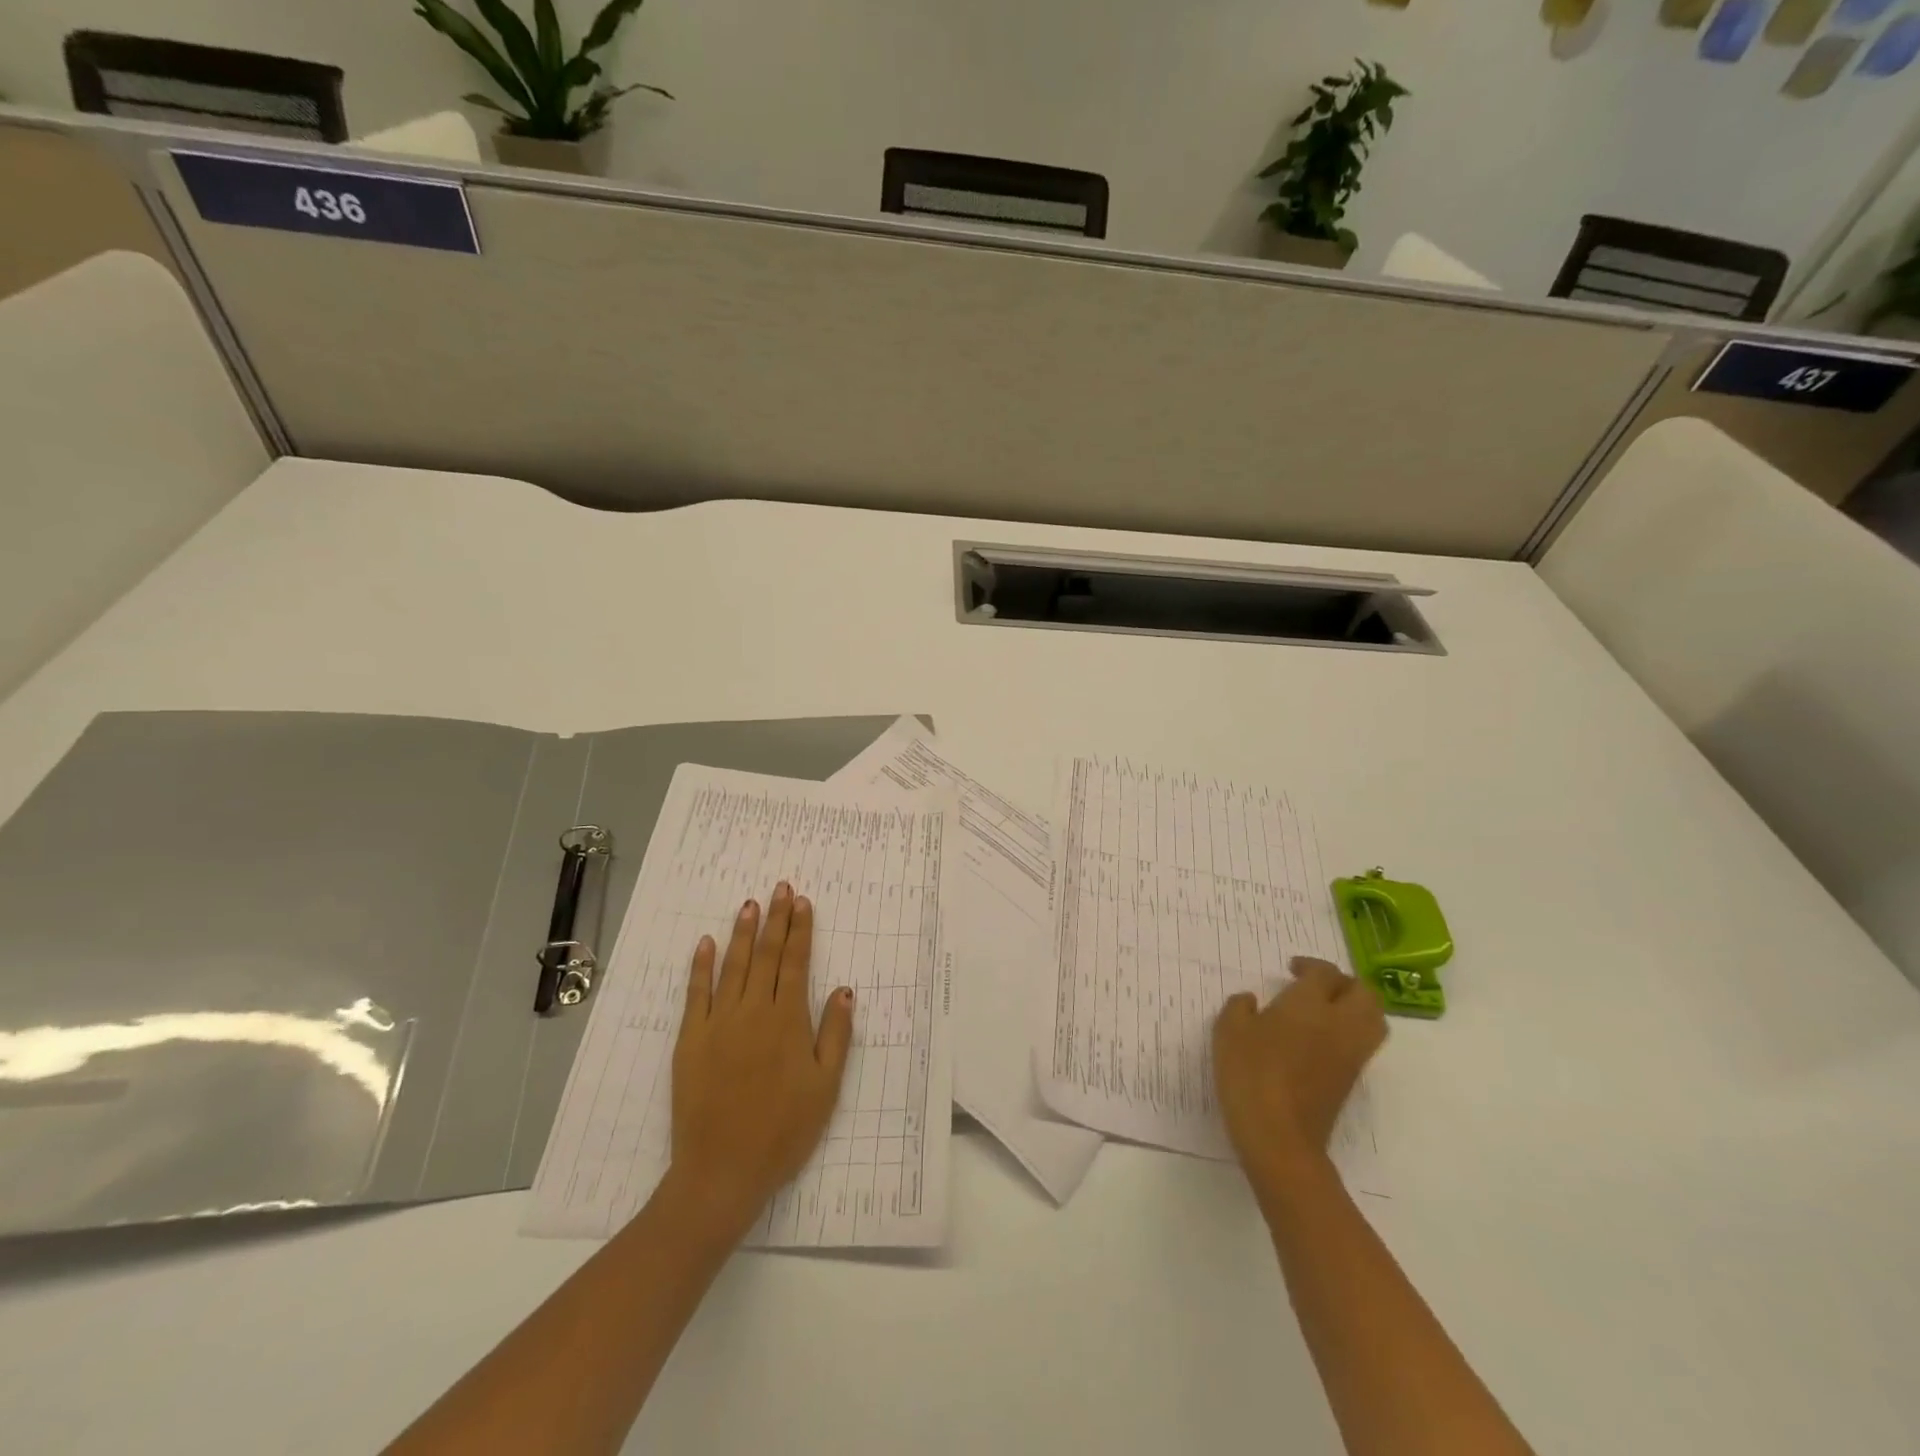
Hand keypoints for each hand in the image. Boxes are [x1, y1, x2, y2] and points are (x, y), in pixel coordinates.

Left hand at [668, 882, 853, 1235]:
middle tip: (779, 888)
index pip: (795, 963)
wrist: (722, 1171)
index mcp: (788, 1021)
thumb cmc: (783, 1132)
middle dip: (774, 919)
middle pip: (765, 956)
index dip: (800, 930)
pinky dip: (700, 966)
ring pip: (732, 966)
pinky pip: (695, 994)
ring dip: (742, 933)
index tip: (801, 902)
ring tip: (749, 904)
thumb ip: (835, 1035)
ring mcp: (718, 1024)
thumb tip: (844, 989)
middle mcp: (753, 1012)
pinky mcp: (690, 1040)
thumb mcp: (825, 1088)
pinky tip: (705, 943)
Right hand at [1213, 957, 1386, 1187]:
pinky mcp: (1351, 1080)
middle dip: (1344, 982)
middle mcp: (1339, 1024)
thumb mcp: (1229, 1031)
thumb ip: (1240, 1007)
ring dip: (1356, 1007)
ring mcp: (1350, 1054)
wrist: (1279, 1136)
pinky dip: (1352, 1031)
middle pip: (1363, 992)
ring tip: (1326, 1010)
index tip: (1292, 969)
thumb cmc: (1250, 1074)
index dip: (1310, 966)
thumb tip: (1251, 1001)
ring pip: (1374, 1019)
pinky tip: (1320, 1039)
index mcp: (1309, 1004)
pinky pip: (1364, 1043)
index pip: (1324, 973)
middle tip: (1317, 986)